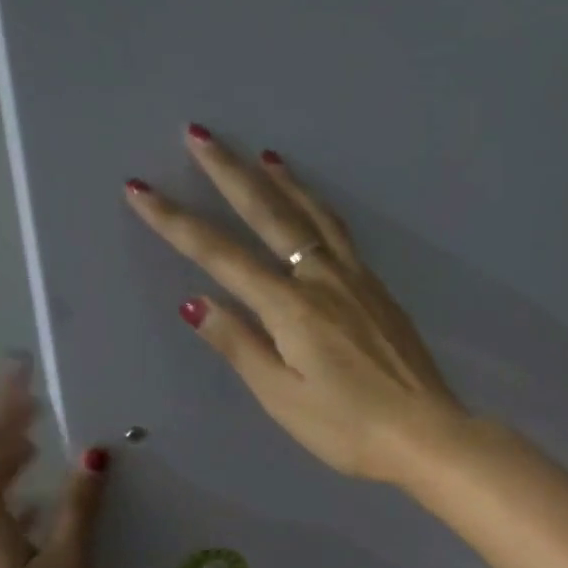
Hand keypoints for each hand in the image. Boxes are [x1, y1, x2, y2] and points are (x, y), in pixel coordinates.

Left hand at [0, 361, 108, 567]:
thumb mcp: (69, 564)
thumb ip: (80, 508)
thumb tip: (93, 456)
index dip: (4, 408)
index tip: (18, 371)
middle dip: (6, 437)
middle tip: (37, 411)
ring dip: (7, 472)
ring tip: (39, 455)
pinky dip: (9, 506)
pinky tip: (37, 517)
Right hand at [125, 126, 467, 483]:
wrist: (426, 433)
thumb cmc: (350, 428)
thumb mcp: (284, 398)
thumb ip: (242, 346)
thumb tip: (197, 302)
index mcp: (292, 307)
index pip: (222, 256)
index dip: (177, 223)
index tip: (141, 190)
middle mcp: (325, 281)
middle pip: (272, 215)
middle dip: (232, 174)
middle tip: (201, 134)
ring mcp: (360, 283)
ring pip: (316, 218)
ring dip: (285, 183)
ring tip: (264, 156)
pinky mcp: (383, 294)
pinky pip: (343, 237)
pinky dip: (320, 212)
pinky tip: (317, 212)